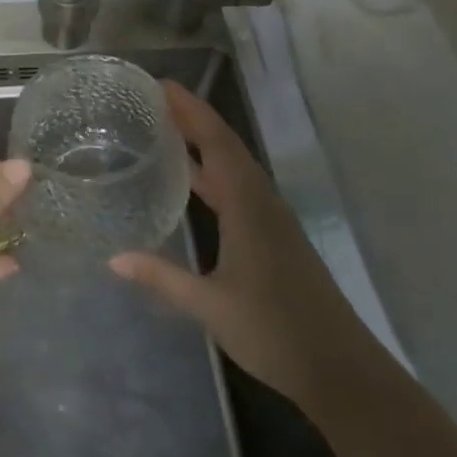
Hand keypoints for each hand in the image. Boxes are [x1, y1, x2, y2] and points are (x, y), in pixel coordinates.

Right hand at [110, 82, 371, 404]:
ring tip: (166, 130)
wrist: (342, 371)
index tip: (162, 85)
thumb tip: (114, 259)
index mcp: (248, 207)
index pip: (217, 143)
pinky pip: (239, 189)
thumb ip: (162, 278)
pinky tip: (192, 183)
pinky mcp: (275, 238)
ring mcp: (272, 221)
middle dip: (193, 119)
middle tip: (154, 101)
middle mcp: (262, 203)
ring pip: (235, 167)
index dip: (191, 111)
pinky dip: (213, 173)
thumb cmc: (275, 331)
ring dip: (204, 144)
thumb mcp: (210, 306)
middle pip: (227, 147)